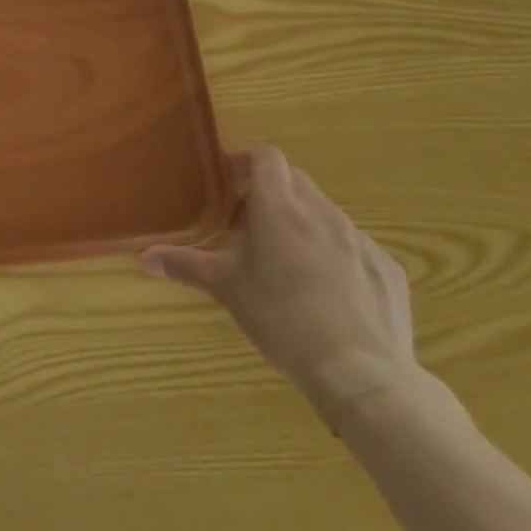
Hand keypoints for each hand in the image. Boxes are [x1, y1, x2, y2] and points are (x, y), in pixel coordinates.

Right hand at [140, 146, 415, 430]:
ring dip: (302, 224)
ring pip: (325, 214)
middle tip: (248, 226)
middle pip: (295, 181)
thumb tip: (143, 255)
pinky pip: (354, 247)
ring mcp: (360, 239)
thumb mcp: (227, 290)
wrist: (362, 373)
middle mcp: (321, 212)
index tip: (228, 180)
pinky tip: (328, 292)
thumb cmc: (282, 319)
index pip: (266, 158)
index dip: (246, 161)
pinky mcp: (387, 268)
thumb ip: (185, 265)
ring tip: (286, 261)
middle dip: (271, 194)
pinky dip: (335, 254)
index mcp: (279, 208)